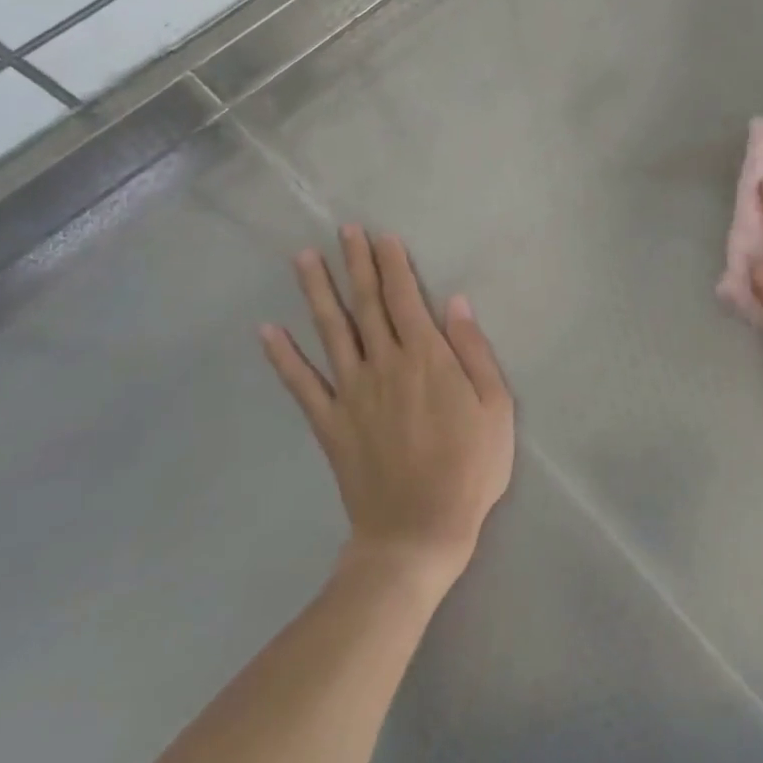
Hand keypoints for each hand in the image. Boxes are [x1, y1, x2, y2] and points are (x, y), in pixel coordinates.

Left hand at [260, 226, 514, 588]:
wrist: (418, 531)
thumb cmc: (470, 468)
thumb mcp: (496, 407)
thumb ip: (474, 351)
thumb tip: (456, 303)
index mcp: (426, 358)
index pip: (405, 298)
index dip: (393, 264)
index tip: (382, 236)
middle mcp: (384, 365)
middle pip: (367, 304)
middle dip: (356, 264)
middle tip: (344, 230)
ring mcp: (351, 394)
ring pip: (331, 332)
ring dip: (317, 292)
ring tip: (304, 259)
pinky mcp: (329, 424)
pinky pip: (301, 385)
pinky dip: (282, 357)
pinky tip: (267, 331)